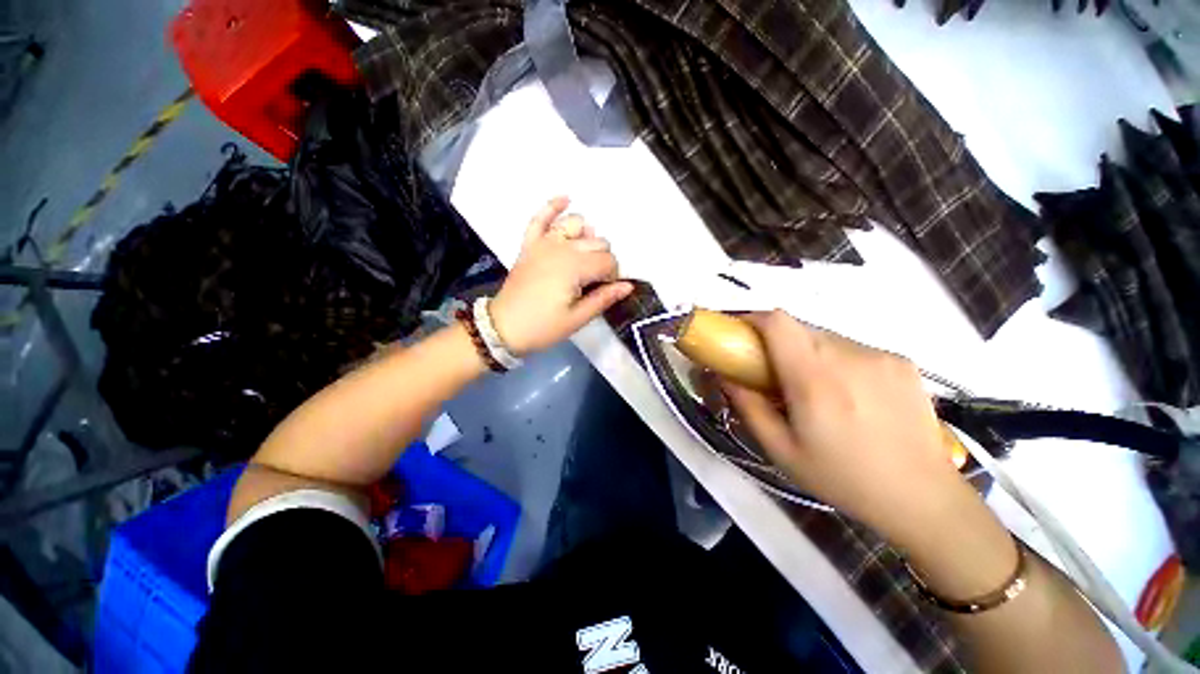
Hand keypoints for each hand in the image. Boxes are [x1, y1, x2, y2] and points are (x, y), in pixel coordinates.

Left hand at [490, 197, 633, 355]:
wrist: (503, 327)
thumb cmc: (543, 327)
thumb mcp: (577, 319)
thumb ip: (604, 298)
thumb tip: (628, 285)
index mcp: (575, 267)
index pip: (608, 261)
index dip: (612, 277)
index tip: (603, 291)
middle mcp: (561, 248)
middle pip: (597, 243)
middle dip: (602, 260)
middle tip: (593, 283)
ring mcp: (543, 243)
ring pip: (576, 224)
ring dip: (587, 237)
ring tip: (585, 256)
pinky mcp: (530, 244)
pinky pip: (540, 218)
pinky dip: (552, 206)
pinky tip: (566, 199)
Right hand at [722, 311, 980, 548]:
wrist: (923, 498)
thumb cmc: (844, 478)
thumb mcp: (781, 451)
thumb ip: (748, 407)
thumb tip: (724, 377)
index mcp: (815, 379)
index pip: (778, 322)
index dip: (754, 319)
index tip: (742, 336)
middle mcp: (848, 357)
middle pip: (799, 327)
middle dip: (778, 343)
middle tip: (775, 374)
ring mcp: (880, 356)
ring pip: (826, 337)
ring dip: (809, 353)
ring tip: (816, 390)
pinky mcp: (902, 361)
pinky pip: (853, 348)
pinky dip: (838, 360)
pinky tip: (851, 394)